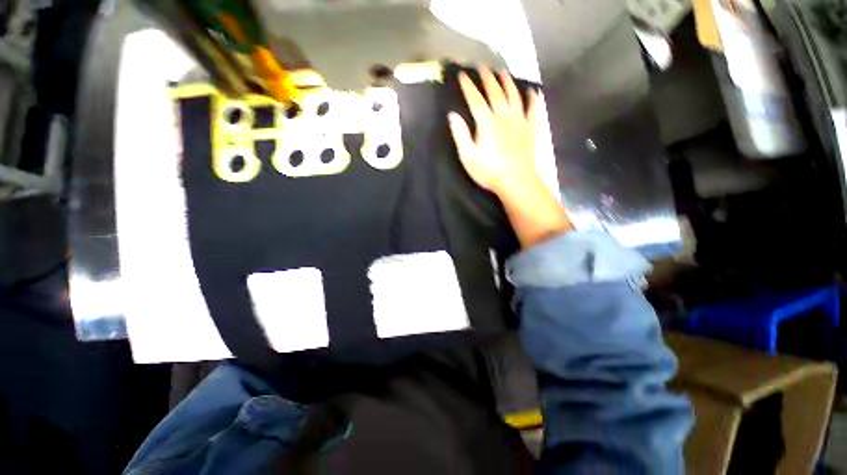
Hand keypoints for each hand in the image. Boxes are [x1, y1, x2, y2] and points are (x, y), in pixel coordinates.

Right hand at [448, 68, 538, 198]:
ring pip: (514, 96)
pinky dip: (534, 100)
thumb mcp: (468, 156)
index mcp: (486, 122)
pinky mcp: (531, 129)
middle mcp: (503, 116)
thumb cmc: (490, 171)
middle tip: (484, 66)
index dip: (468, 86)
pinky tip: (534, 91)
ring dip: (508, 83)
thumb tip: (453, 115)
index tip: (463, 74)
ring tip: (504, 72)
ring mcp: (519, 121)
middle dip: (488, 78)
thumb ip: (461, 134)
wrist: (518, 182)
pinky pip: (533, 111)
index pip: (475, 99)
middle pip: (495, 92)